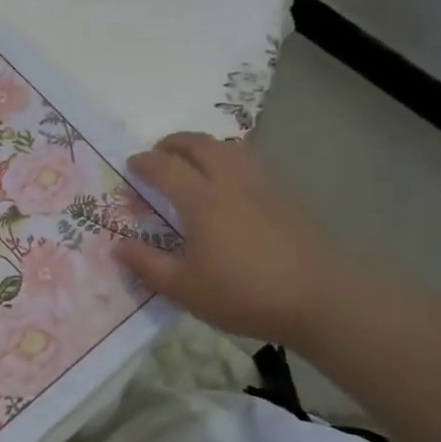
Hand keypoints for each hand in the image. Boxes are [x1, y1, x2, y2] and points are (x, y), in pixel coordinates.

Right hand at [115, 132, 355, 348]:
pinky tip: (231, 189)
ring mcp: (264, 187)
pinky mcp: (287, 199)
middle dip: (174, 143)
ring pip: (230, 148)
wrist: (322, 298)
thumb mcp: (184, 289)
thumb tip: (118, 247)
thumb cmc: (244, 294)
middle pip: (200, 144)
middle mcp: (231, 183)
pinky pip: (251, 165)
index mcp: (201, 201)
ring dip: (206, 147)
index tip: (131, 166)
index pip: (165, 167)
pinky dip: (230, 162)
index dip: (143, 163)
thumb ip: (147, 266)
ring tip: (195, 163)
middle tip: (159, 154)